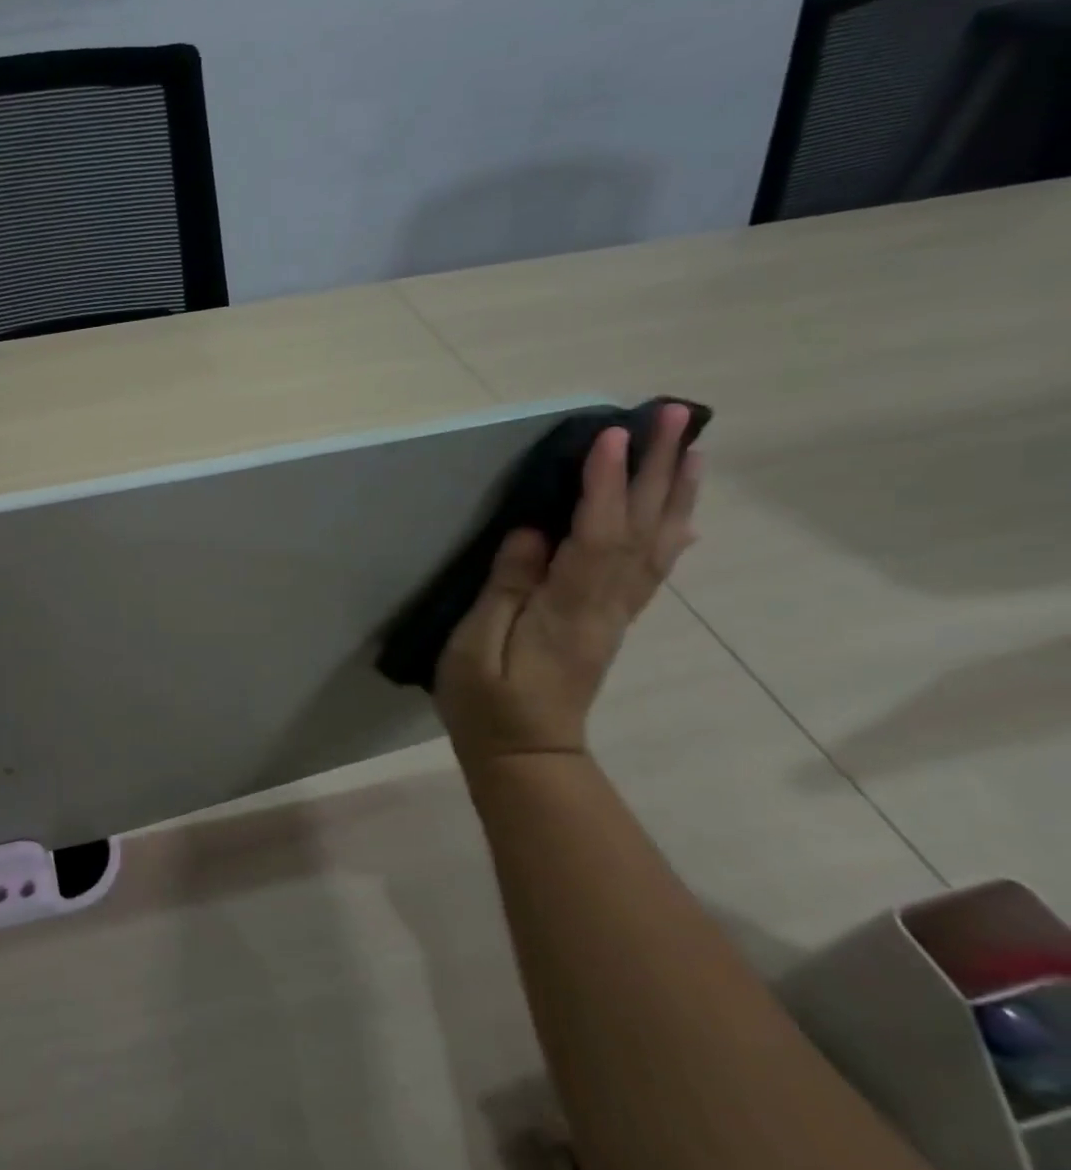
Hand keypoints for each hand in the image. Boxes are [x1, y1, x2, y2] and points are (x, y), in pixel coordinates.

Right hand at [435, 405, 700, 766]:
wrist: (525, 755)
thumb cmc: (487, 704)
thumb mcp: (475, 649)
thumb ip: (504, 589)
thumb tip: (532, 534)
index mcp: (567, 610)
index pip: (595, 536)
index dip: (605, 484)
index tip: (613, 434)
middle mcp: (606, 606)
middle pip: (641, 530)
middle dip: (659, 469)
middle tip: (678, 414)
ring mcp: (615, 615)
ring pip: (657, 545)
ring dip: (676, 493)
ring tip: (695, 447)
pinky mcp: (611, 622)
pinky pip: (652, 571)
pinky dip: (672, 534)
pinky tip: (683, 514)